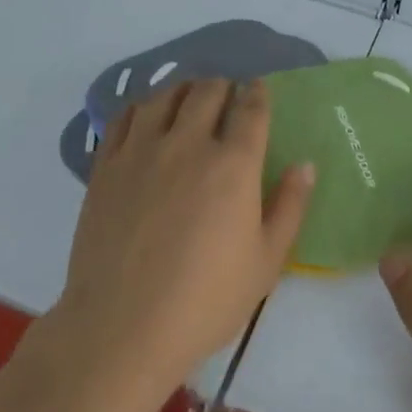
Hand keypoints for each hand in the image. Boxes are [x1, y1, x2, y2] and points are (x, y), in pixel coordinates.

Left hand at [51, 79, 313, 397]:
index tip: (258, 90)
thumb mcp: (266, 262)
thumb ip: (290, 207)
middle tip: (226, 97)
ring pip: (165, 95)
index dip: (258, 93)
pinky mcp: (107, 164)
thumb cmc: (205, 300)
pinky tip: (147, 116)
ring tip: (188, 99)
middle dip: (223, 86)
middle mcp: (188, 143)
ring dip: (184, 89)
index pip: (250, 109)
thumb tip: (305, 164)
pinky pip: (124, 116)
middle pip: (207, 91)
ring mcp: (142, 150)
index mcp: (233, 164)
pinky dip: (142, 106)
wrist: (123, 326)